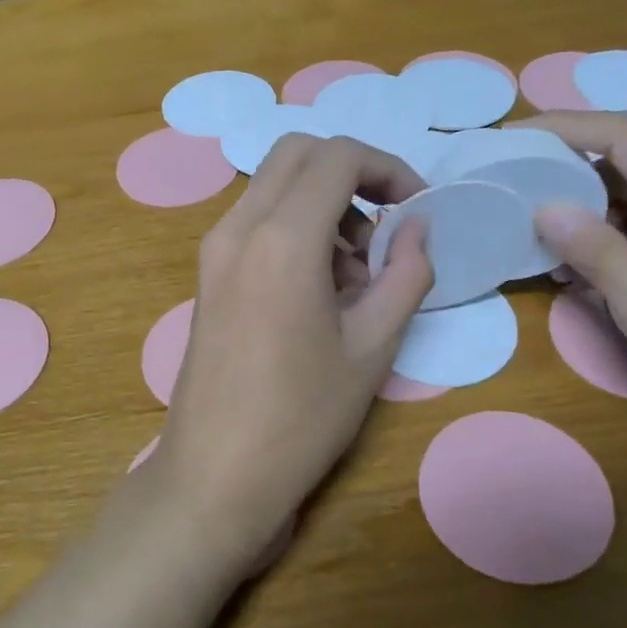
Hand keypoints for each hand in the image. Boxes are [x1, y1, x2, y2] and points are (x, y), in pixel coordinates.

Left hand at [151, 135, 433, 568]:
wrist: (216, 474)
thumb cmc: (302, 417)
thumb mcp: (373, 347)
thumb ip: (406, 274)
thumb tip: (419, 226)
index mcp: (281, 238)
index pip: (338, 156)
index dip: (388, 168)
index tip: (417, 208)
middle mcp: (238, 228)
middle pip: (297, 154)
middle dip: (351, 173)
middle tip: (385, 226)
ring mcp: (214, 251)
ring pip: (273, 187)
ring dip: (321, 203)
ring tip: (356, 274)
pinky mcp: (207, 276)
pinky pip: (255, 222)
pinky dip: (293, 228)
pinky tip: (319, 289)